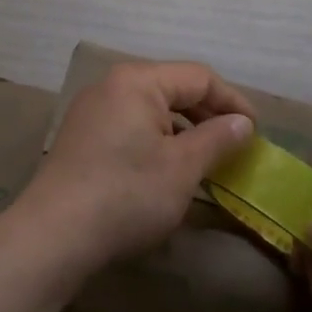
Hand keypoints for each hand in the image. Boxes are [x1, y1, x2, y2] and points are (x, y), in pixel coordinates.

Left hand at [17, 61, 254, 271]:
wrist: (55, 234)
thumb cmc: (127, 194)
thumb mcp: (182, 167)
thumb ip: (217, 138)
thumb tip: (243, 123)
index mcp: (137, 81)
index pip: (198, 77)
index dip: (233, 101)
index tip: (256, 132)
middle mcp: (111, 85)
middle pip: (172, 88)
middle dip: (207, 114)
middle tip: (236, 144)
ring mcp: (92, 110)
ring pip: (150, 108)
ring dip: (182, 129)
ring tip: (207, 158)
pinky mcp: (81, 137)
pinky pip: (130, 125)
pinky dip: (156, 140)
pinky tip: (168, 168)